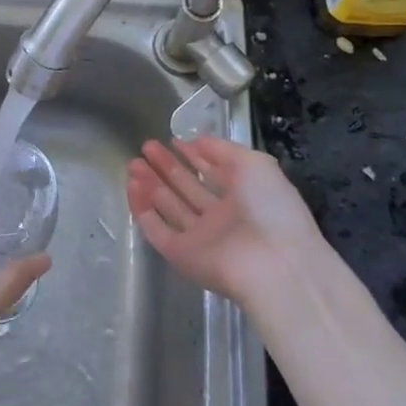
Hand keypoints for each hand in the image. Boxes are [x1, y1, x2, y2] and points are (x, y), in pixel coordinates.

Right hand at [126, 136, 338, 312]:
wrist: (273, 265)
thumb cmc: (270, 208)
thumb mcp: (255, 164)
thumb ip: (223, 150)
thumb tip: (196, 141)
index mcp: (245, 196)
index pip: (213, 173)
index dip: (194, 156)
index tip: (173, 140)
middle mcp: (221, 217)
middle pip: (188, 188)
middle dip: (167, 167)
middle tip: (146, 147)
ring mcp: (200, 237)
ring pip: (170, 207)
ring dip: (150, 185)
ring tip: (133, 163)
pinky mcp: (181, 255)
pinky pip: (157, 229)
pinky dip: (142, 209)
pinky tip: (131, 185)